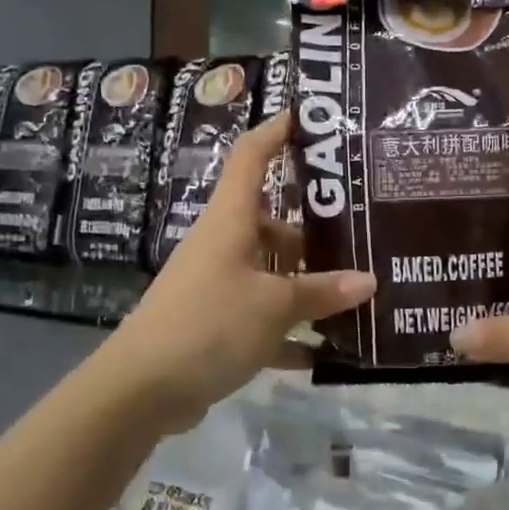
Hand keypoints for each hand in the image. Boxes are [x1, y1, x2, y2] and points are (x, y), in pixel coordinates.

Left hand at [98, 114, 373, 433]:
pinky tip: (324, 350)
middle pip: (273, 221)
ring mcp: (217, 284)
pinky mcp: (214, 323)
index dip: (277, 131)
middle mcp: (223, 244)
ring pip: (271, 271)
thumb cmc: (208, 324)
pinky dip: (289, 330)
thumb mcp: (274, 306)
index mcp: (231, 220)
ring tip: (357, 292)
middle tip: (363, 231)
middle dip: (315, 228)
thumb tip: (369, 281)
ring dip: (307, 284)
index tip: (311, 119)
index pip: (252, 157)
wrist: (139, 390)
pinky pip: (261, 316)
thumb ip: (322, 292)